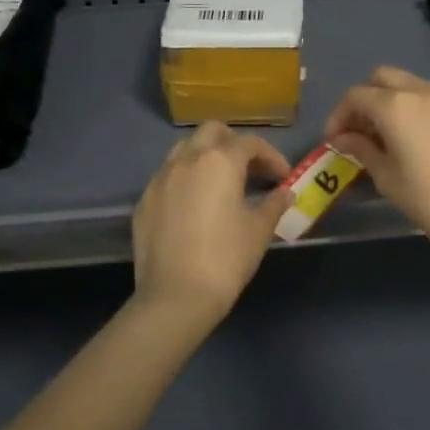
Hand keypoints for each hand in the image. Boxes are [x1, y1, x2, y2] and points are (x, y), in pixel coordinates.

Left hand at [131, 123, 293, 322]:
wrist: (175, 297)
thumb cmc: (225, 258)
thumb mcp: (259, 230)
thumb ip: (274, 204)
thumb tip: (285, 193)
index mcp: (219, 161)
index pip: (250, 143)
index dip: (271, 157)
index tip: (282, 179)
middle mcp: (187, 160)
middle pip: (212, 132)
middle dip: (234, 144)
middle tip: (250, 170)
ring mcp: (160, 178)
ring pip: (185, 149)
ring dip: (206, 156)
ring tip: (221, 183)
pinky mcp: (144, 200)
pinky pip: (168, 177)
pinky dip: (185, 180)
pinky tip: (195, 206)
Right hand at [324, 66, 429, 251]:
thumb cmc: (429, 201)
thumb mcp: (387, 178)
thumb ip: (362, 149)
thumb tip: (344, 138)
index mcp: (396, 106)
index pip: (355, 96)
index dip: (339, 115)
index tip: (335, 140)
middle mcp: (422, 91)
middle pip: (382, 77)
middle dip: (366, 99)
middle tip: (361, 130)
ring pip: (411, 85)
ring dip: (393, 101)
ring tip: (392, 136)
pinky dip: (419, 109)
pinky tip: (423, 139)